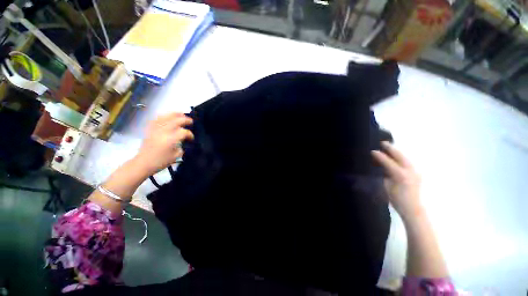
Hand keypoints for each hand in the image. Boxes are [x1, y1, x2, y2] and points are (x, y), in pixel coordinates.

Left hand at [134, 113, 193, 176]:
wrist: (143, 163)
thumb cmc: (161, 161)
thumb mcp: (176, 156)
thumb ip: (182, 146)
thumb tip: (183, 140)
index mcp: (171, 139)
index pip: (184, 132)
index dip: (190, 134)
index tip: (191, 138)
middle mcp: (163, 132)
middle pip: (176, 121)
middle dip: (185, 120)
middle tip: (191, 122)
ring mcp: (156, 129)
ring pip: (166, 117)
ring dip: (175, 114)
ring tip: (181, 114)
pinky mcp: (150, 129)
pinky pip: (157, 119)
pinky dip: (163, 116)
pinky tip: (167, 116)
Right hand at [371, 141, 421, 222]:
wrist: (413, 209)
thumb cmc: (397, 199)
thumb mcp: (387, 187)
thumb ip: (385, 175)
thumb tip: (382, 166)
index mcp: (400, 175)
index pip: (388, 162)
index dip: (380, 156)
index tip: (372, 151)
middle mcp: (410, 171)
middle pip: (400, 156)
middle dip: (391, 149)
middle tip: (383, 143)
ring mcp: (415, 172)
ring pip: (405, 158)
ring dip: (397, 152)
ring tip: (389, 147)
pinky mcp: (417, 174)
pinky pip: (408, 163)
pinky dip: (401, 158)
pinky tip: (396, 158)